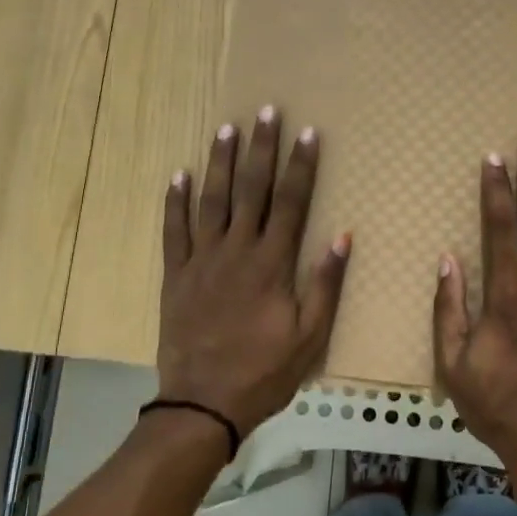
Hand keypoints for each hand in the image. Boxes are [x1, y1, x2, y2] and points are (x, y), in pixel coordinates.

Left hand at [157, 107, 349, 434]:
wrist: (204, 402)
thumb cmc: (265, 371)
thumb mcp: (310, 335)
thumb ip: (326, 283)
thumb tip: (343, 235)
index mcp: (272, 264)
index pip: (292, 202)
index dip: (301, 166)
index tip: (308, 133)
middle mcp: (237, 251)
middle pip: (251, 189)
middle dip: (261, 149)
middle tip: (266, 112)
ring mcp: (202, 260)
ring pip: (211, 200)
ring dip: (220, 162)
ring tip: (226, 128)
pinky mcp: (176, 275)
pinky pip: (174, 231)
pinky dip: (175, 202)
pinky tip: (178, 174)